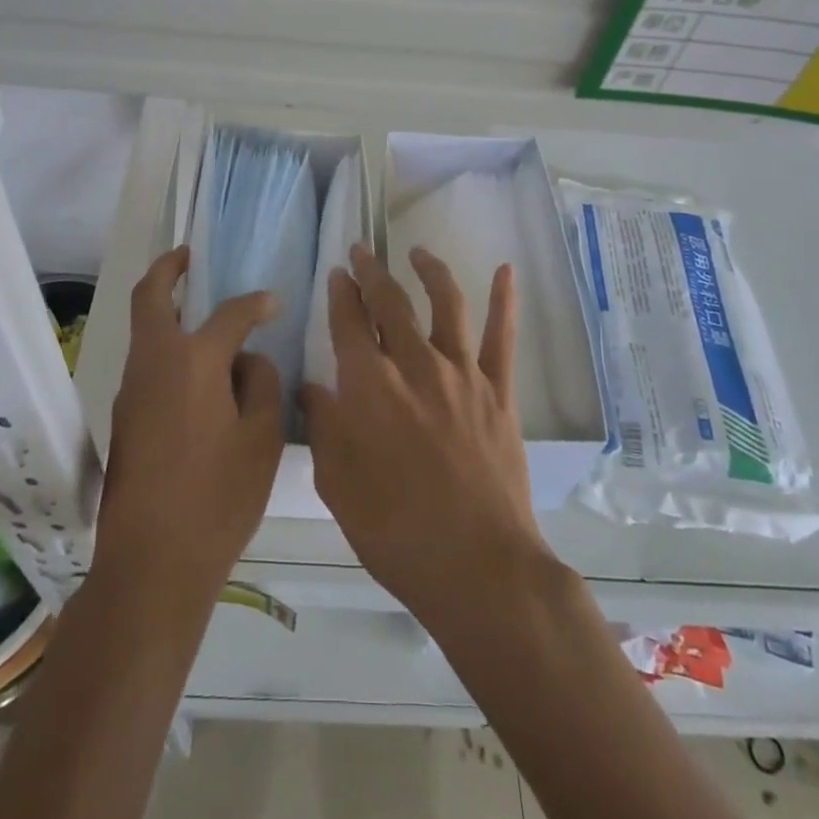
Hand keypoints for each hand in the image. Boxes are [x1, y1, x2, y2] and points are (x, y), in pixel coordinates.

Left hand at [95, 246, 284, 594]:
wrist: (152, 564)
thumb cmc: (217, 498)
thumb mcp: (261, 439)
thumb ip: (262, 385)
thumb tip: (248, 361)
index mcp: (192, 361)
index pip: (229, 314)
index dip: (255, 304)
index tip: (273, 303)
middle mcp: (153, 364)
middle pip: (150, 298)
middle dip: (168, 269)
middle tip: (189, 255)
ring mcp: (131, 391)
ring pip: (145, 331)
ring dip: (166, 310)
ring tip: (202, 313)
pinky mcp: (124, 419)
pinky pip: (147, 364)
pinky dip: (167, 348)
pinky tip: (197, 370)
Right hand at [301, 242, 554, 629]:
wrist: (478, 567)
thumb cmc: (395, 531)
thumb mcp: (337, 485)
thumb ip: (323, 427)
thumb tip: (313, 389)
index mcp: (369, 386)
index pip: (349, 321)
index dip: (341, 292)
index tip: (337, 273)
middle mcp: (414, 365)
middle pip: (390, 302)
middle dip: (372, 272)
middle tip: (363, 252)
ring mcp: (462, 374)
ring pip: (445, 303)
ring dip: (429, 271)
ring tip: (418, 251)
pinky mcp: (498, 391)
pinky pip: (502, 337)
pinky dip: (505, 300)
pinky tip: (506, 271)